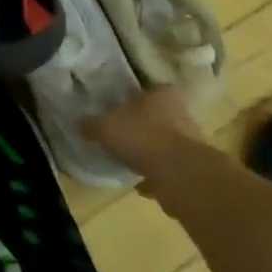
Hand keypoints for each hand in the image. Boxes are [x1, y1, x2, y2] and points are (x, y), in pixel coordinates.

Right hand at [85, 86, 202, 193]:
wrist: (179, 175)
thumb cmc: (142, 137)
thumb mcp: (106, 127)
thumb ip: (91, 124)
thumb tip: (78, 123)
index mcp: (162, 93)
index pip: (146, 90)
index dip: (129, 100)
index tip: (116, 111)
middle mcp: (180, 112)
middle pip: (156, 116)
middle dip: (140, 126)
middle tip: (120, 136)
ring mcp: (190, 140)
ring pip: (164, 142)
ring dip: (149, 151)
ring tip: (128, 160)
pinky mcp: (192, 166)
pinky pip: (168, 166)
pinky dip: (156, 173)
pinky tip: (141, 182)